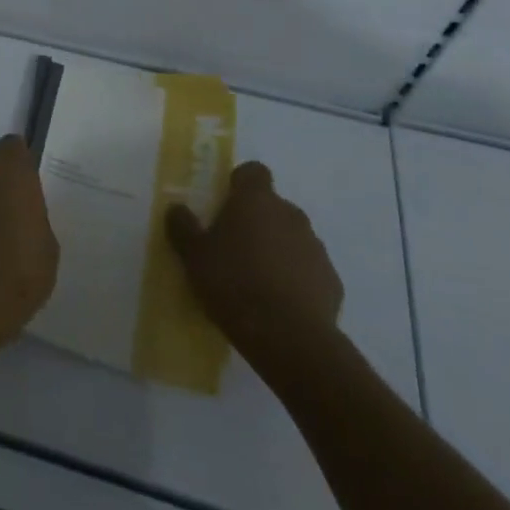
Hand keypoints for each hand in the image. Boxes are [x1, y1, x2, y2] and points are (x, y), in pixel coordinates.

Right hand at [166, 162, 343, 378]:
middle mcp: (290, 214)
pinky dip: (296, 278)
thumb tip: (176, 208)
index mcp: (256, 200)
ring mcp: (315, 247)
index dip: (240, 183)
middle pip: (273, 206)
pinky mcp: (332, 281)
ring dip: (277, 249)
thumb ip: (183, 227)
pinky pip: (309, 269)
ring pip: (292, 237)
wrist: (289, 338)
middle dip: (257, 221)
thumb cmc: (233, 283)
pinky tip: (280, 303)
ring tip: (256, 280)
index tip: (226, 203)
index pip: (253, 171)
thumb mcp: (193, 255)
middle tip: (234, 247)